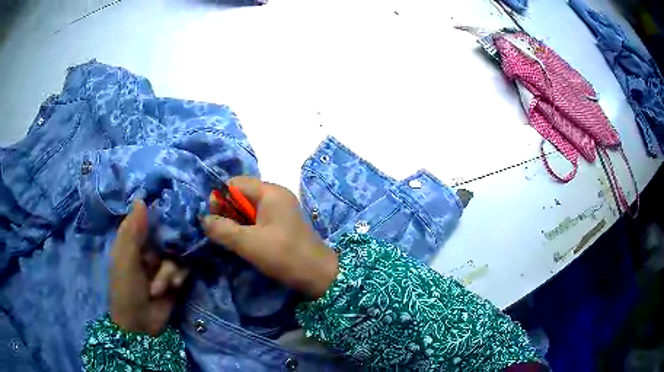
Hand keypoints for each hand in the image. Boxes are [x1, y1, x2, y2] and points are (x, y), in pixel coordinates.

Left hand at [110, 200, 189, 335]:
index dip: (159, 213)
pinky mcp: (175, 277)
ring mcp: (163, 263)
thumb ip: (132, 231)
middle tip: (164, 258)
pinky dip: (179, 276)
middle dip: (167, 249)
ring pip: (177, 253)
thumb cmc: (126, 289)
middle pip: (167, 235)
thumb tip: (141, 199)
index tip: (172, 210)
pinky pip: (184, 267)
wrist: (141, 325)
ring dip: (170, 270)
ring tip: (161, 287)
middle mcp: (149, 248)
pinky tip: (174, 286)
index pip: (148, 218)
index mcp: (133, 241)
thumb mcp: (125, 260)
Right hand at [202, 176, 337, 298]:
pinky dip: (247, 227)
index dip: (220, 198)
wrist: (318, 275)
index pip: (235, 183)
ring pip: (249, 208)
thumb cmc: (283, 255)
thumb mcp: (248, 243)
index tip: (214, 220)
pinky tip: (245, 242)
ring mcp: (281, 209)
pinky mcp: (282, 223)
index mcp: (270, 191)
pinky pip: (258, 218)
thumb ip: (222, 229)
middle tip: (222, 232)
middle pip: (242, 194)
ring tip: (232, 239)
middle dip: (227, 211)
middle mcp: (276, 195)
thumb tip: (203, 220)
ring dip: (236, 221)